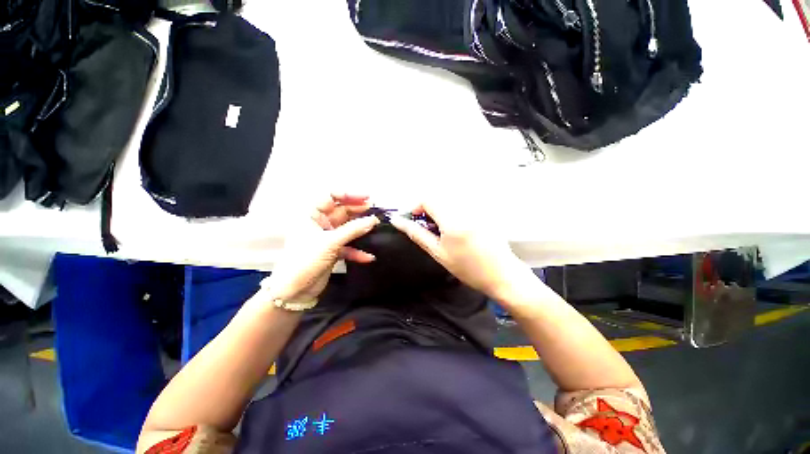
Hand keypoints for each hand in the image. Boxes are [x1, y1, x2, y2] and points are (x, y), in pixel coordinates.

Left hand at [262, 193, 379, 302]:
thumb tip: (373, 219)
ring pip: (347, 228)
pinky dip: (357, 250)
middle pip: (341, 211)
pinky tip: (368, 256)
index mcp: (311, 215)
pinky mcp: (333, 251)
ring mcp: (327, 237)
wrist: (294, 291)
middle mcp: (320, 223)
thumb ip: (353, 230)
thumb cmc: (305, 260)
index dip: (348, 194)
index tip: (367, 197)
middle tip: (375, 211)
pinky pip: (348, 245)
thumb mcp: (330, 242)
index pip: (330, 196)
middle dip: (358, 211)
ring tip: (376, 226)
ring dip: (360, 228)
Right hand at [389, 197, 525, 300]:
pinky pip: (461, 203)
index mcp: (452, 220)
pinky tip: (455, 227)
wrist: (501, 274)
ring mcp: (476, 208)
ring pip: (448, 200)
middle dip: (426, 209)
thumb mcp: (438, 253)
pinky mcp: (483, 210)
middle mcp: (465, 208)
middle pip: (438, 197)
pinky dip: (451, 211)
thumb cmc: (467, 268)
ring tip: (440, 229)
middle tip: (426, 227)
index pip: (428, 199)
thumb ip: (417, 234)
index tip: (412, 220)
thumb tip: (397, 221)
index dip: (415, 207)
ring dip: (438, 210)